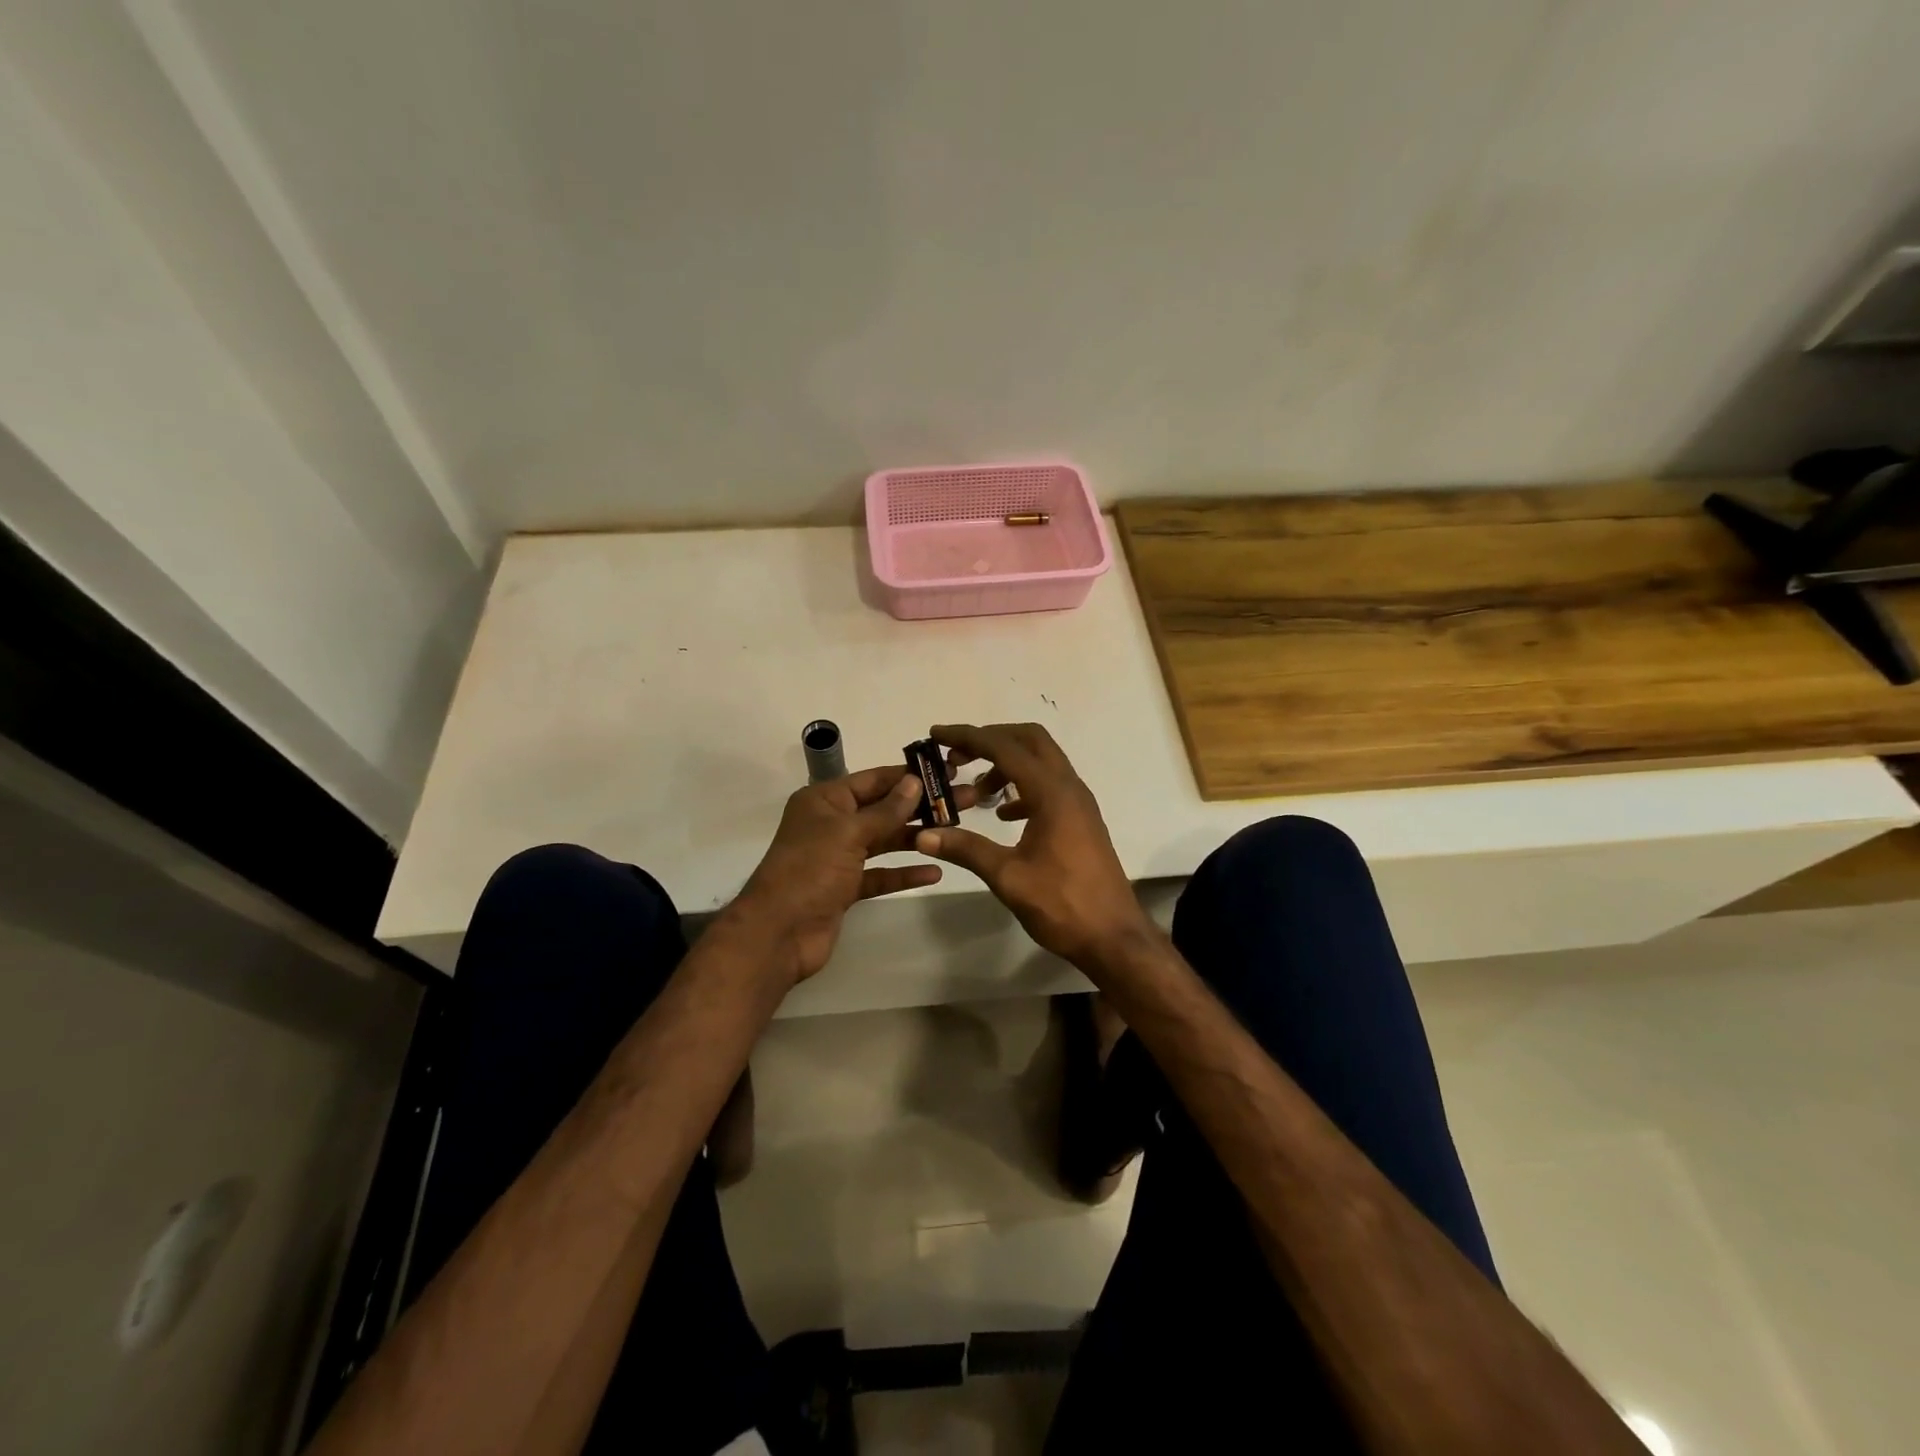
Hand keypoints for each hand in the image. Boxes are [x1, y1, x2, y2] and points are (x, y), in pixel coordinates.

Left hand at [732, 765, 974, 983]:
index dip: (908, 775)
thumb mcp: (849, 833)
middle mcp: (831, 823)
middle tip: (965, 800)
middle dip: (920, 806)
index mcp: (824, 800)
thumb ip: (885, 811)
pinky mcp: (845, 888)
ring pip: (884, 841)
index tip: (945, 771)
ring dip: (916, 837)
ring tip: (955, 832)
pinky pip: (880, 874)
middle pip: (882, 809)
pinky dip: (903, 873)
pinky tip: (934, 871)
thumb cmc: (810, 870)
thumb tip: (914, 781)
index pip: (873, 780)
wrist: (778, 933)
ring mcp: (838, 857)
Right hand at [913, 723, 1151, 971]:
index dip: (968, 737)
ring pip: (1041, 762)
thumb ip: (967, 850)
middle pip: (1029, 740)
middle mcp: (1069, 787)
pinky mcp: (1081, 819)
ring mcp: (1079, 802)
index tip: (936, 734)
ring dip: (1007, 764)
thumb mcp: (1008, 878)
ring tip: (976, 792)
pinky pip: (1049, 786)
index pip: (1004, 748)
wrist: (1114, 936)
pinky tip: (1004, 816)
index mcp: (1052, 793)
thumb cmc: (1063, 905)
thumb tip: (923, 834)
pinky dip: (1022, 787)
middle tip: (957, 756)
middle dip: (991, 740)